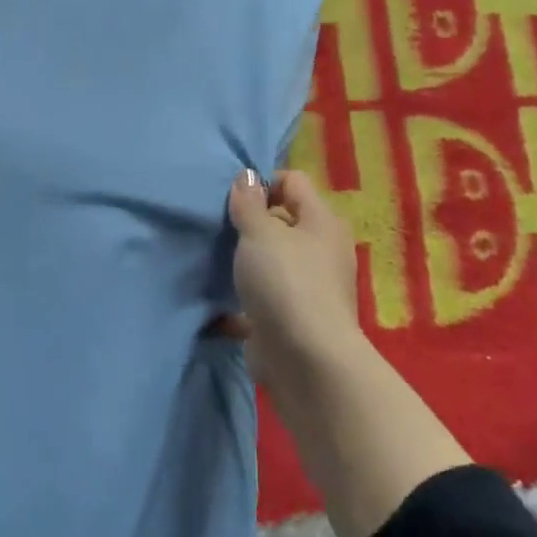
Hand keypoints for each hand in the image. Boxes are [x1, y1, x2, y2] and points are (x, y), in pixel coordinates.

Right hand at [225, 169, 361, 381]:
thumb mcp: (260, 232)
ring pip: (271, 262)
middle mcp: (321, 251)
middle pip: (282, 222)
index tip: (232, 199)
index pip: (293, 182)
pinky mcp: (292, 319)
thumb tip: (247, 176)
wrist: (305, 360)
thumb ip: (249, 203)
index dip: (262, 183)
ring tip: (214, 261)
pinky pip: (263, 298)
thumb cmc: (285, 282)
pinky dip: (243, 300)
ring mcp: (309, 287)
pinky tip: (218, 302)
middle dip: (250, 223)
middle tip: (219, 229)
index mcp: (322, 222)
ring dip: (245, 262)